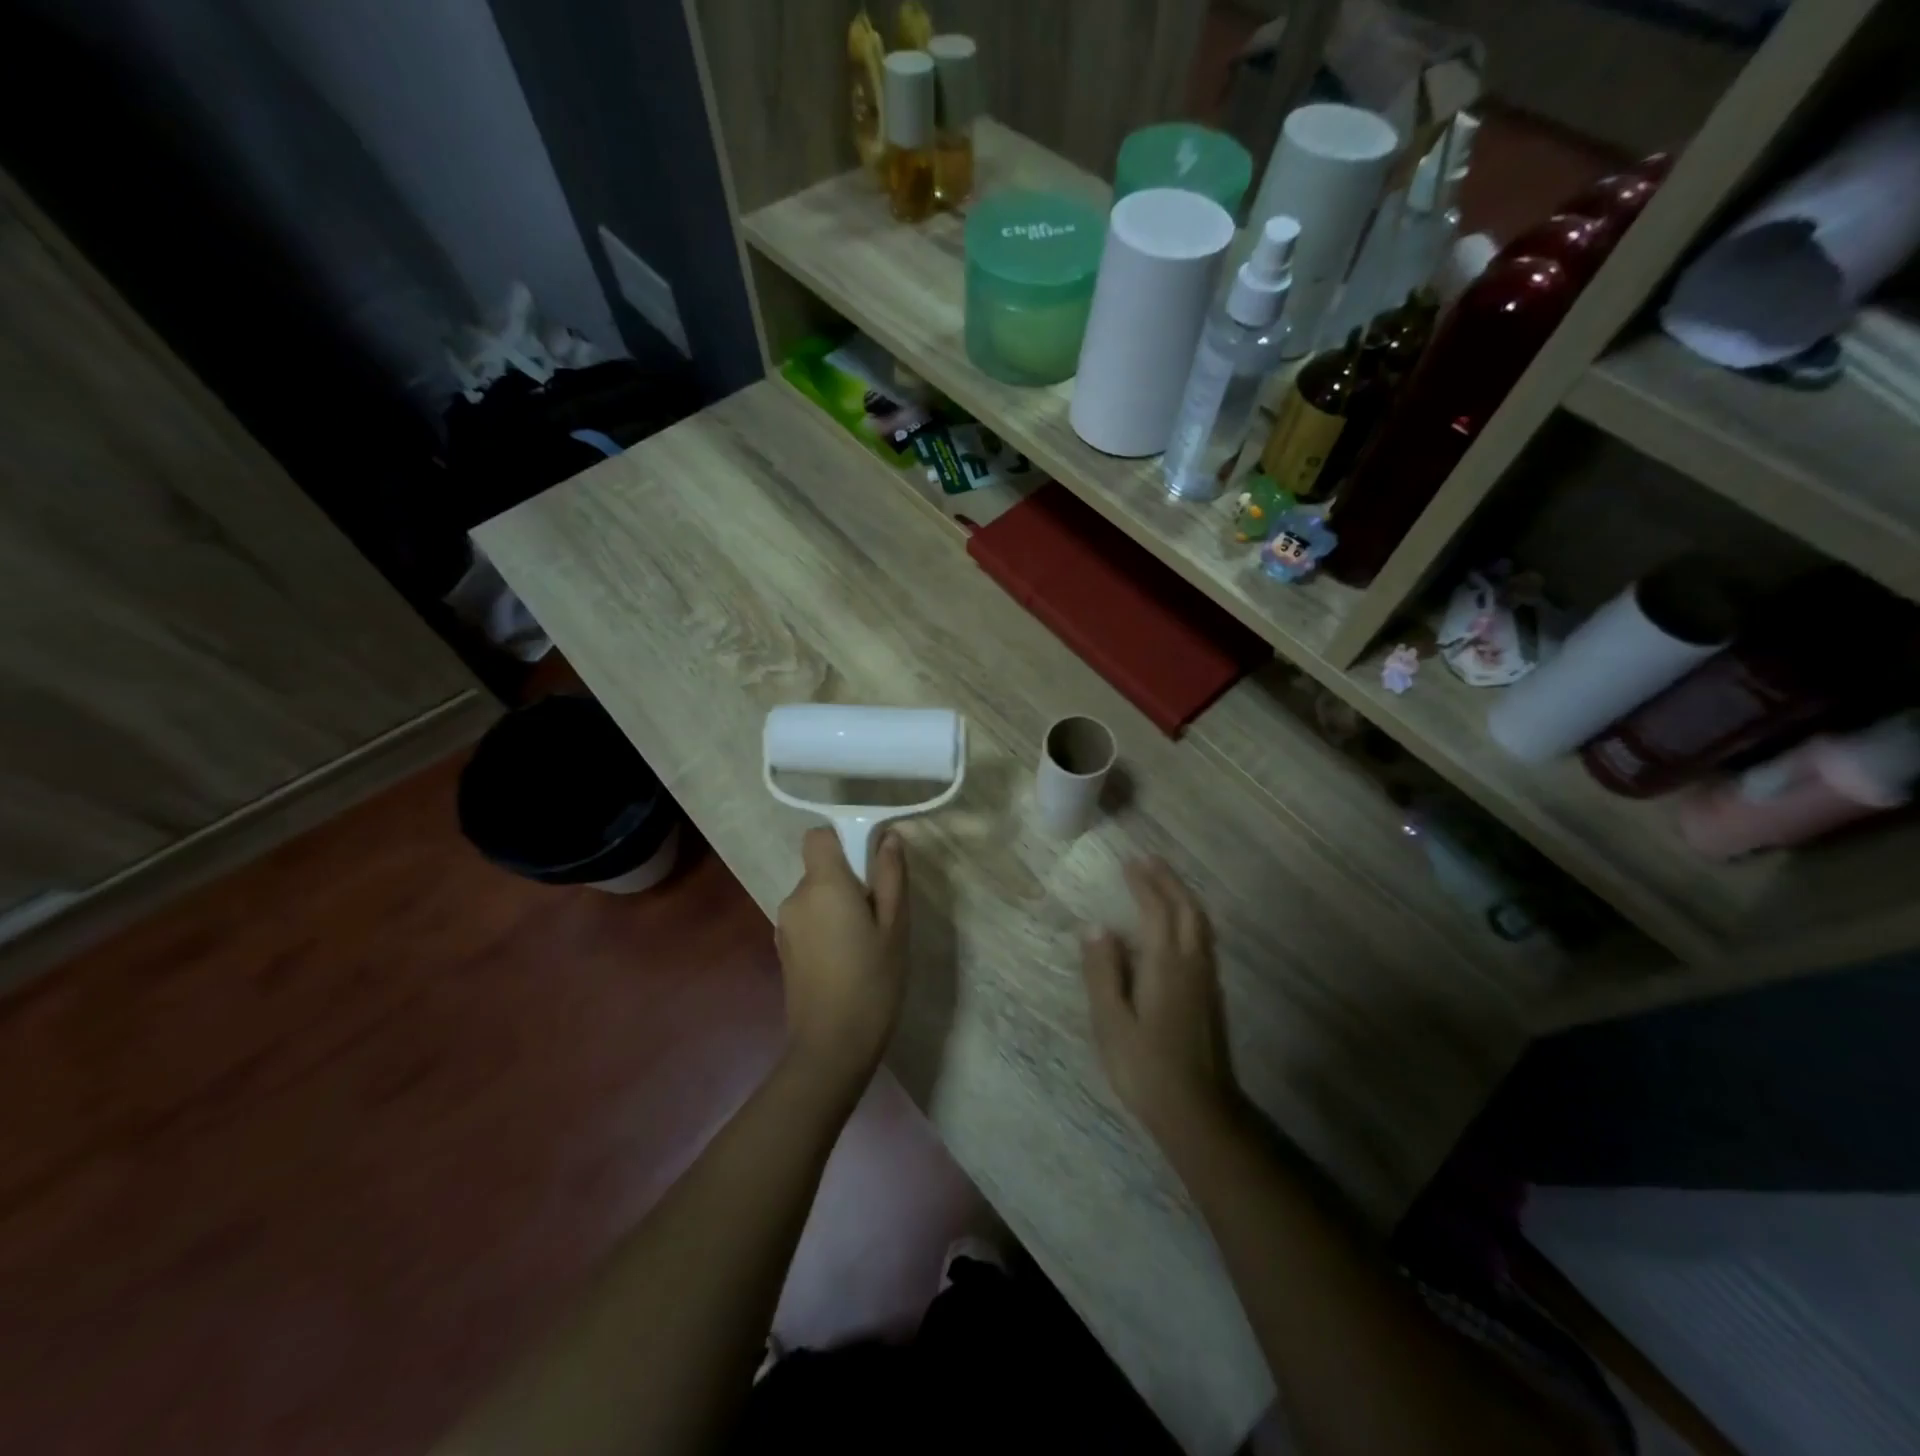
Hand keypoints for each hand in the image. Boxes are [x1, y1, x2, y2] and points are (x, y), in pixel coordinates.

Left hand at [775, 827, 908, 1096]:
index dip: (842, 840)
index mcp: (823, 885)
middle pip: (820, 868)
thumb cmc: (872, 981)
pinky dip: (826, 927)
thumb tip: (888, 837)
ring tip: (866, 942)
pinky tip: (846, 960)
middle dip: (848, 879)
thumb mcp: (895, 926)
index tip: (869, 862)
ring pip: (815, 896)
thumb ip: (890, 876)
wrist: (831, 1047)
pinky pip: (808, 920)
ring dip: (838, 906)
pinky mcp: (783, 950)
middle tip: (880, 913)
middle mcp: (795, 898)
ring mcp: (784, 926)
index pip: (818, 836)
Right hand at [1082, 858, 1241, 1145]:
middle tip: (1147, 861)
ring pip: (1200, 924)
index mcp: (1167, 964)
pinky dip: (1189, 919)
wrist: (1200, 1113)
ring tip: (1162, 884)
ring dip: (1182, 897)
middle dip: (1168, 881)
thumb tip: (1096, 927)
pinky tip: (1176, 929)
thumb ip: (1103, 971)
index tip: (1129, 862)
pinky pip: (1203, 940)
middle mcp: (1193, 964)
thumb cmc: (1146, 1067)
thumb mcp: (1111, 1021)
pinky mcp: (1212, 997)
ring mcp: (1207, 980)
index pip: (1157, 910)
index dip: (1144, 883)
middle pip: (1187, 909)